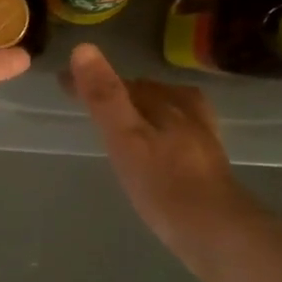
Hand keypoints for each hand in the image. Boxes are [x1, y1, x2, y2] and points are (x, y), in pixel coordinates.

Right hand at [66, 42, 258, 270]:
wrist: (219, 233)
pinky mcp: (209, 163)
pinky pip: (179, 132)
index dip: (90, 81)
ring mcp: (202, 137)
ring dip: (141, 107)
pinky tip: (158, 147)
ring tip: (122, 117)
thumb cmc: (165, 186)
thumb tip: (83, 48)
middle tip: (88, 99)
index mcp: (166, 101)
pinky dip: (161, 129)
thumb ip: (105, 97)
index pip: (121, 82)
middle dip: (117, 91)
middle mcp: (187, 111)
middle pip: (146, 92)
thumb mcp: (126, 139)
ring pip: (166, 109)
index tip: (62, 83)